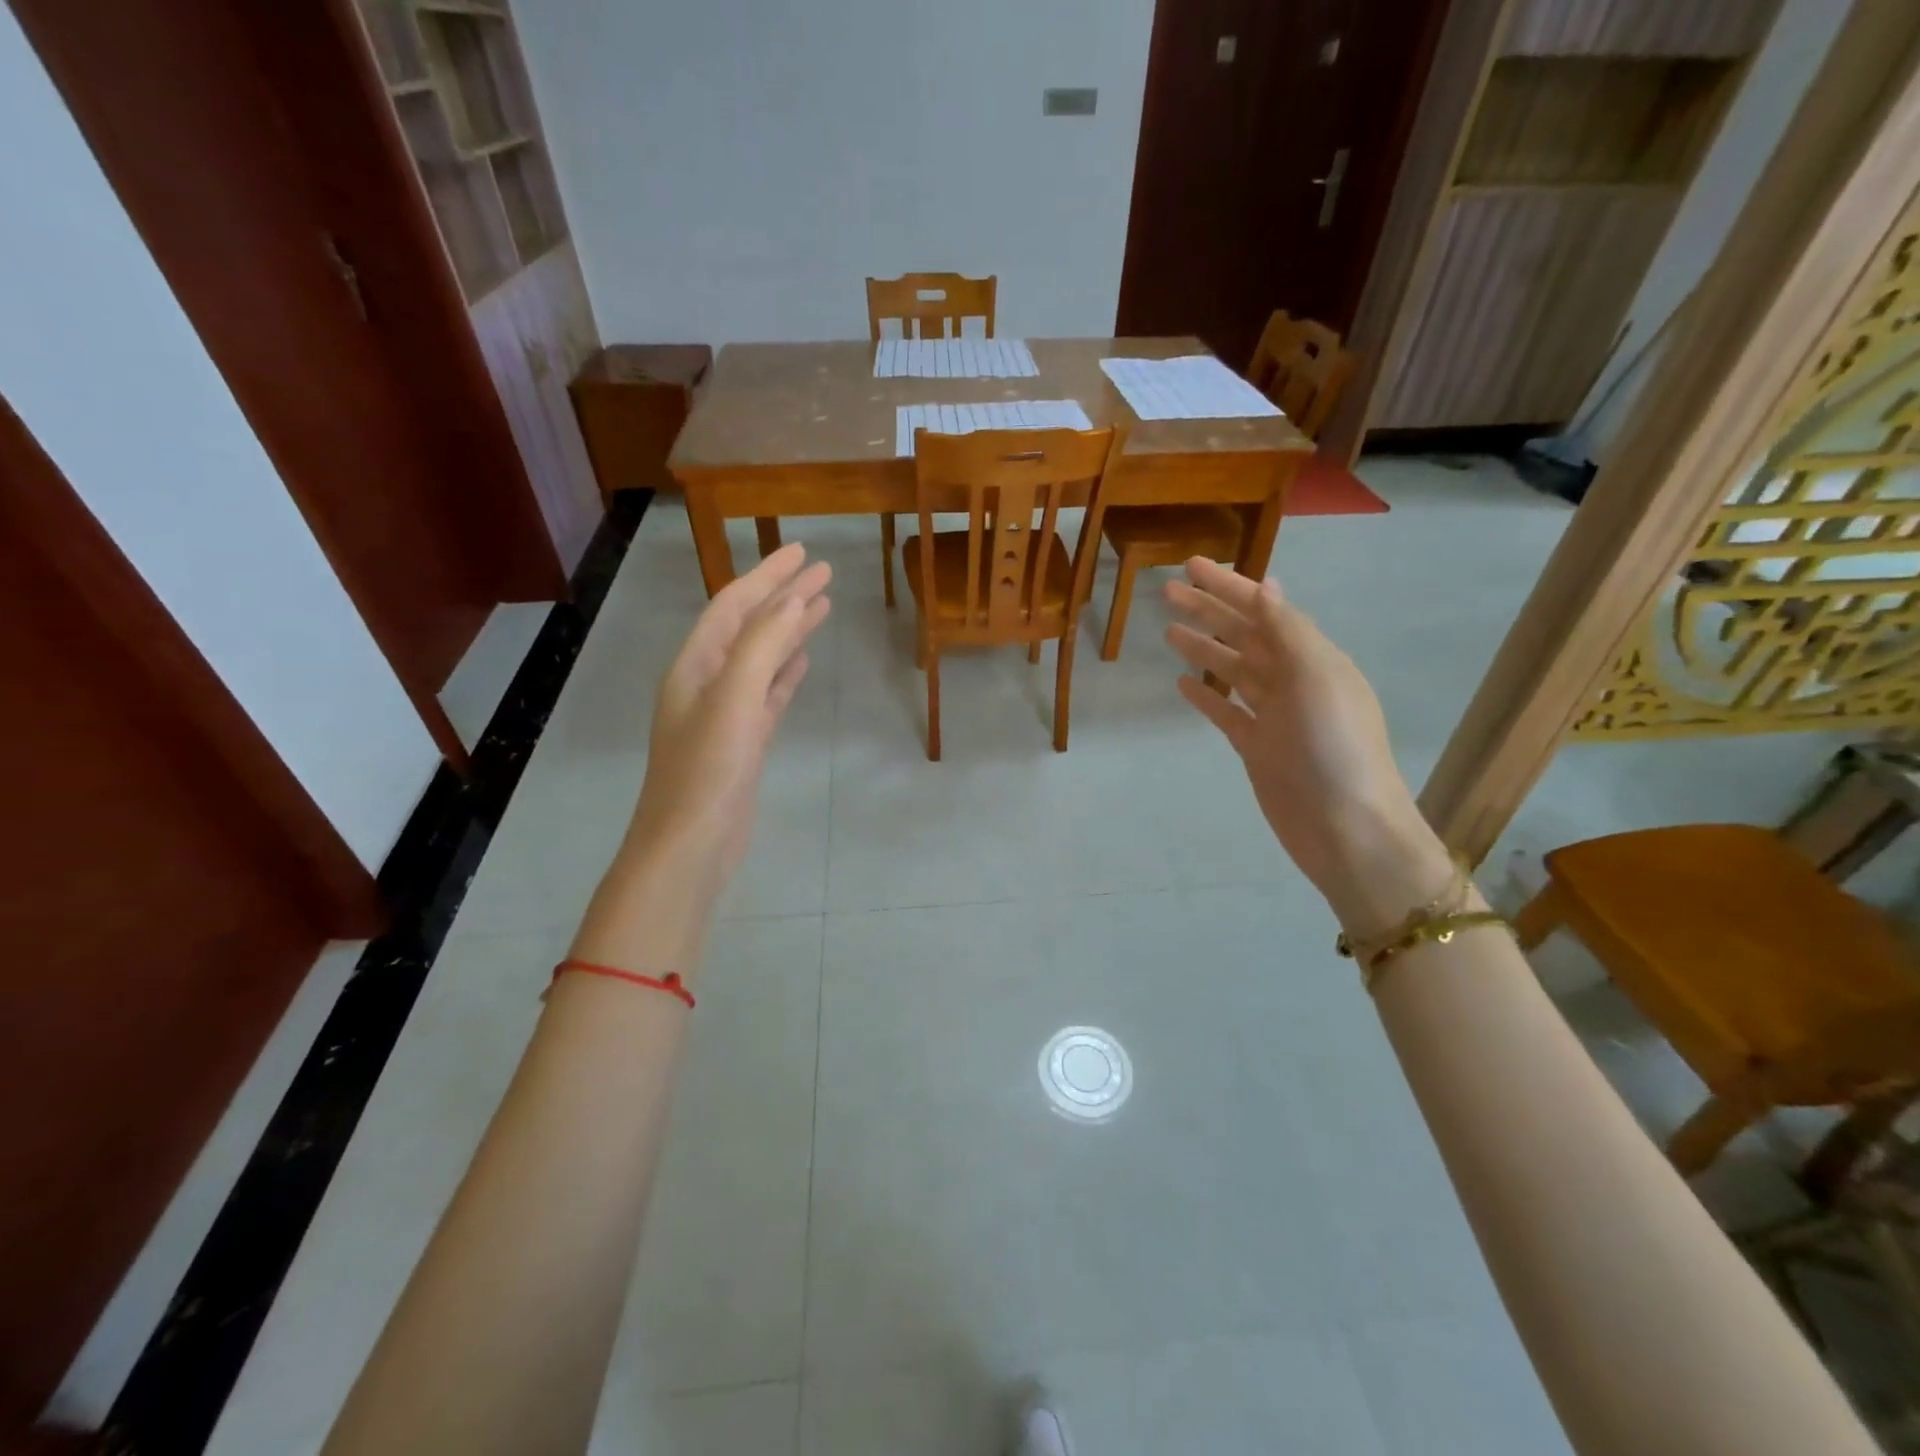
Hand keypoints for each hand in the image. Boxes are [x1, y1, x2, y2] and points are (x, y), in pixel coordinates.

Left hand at [624, 543, 832, 905]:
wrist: (690, 846)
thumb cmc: (707, 771)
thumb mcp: (733, 700)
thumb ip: (761, 647)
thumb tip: (791, 601)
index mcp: (695, 665)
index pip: (734, 606)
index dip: (767, 576)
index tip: (802, 553)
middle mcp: (706, 682)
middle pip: (750, 627)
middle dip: (783, 597)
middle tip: (822, 573)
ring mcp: (725, 714)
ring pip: (761, 659)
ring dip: (789, 631)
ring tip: (821, 607)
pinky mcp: (744, 742)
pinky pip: (768, 694)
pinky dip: (785, 673)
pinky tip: (803, 661)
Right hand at [1164, 557, 1450, 934]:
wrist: (1346, 829)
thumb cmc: (1334, 749)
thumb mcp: (1317, 679)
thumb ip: (1288, 632)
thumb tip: (1265, 586)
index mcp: (1313, 659)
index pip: (1265, 611)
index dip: (1229, 586)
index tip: (1192, 566)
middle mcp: (1294, 681)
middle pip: (1244, 636)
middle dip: (1209, 611)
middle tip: (1166, 591)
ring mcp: (1274, 716)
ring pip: (1233, 671)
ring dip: (1204, 648)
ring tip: (1169, 630)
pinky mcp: (1258, 748)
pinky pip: (1227, 712)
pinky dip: (1206, 695)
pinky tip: (1183, 683)